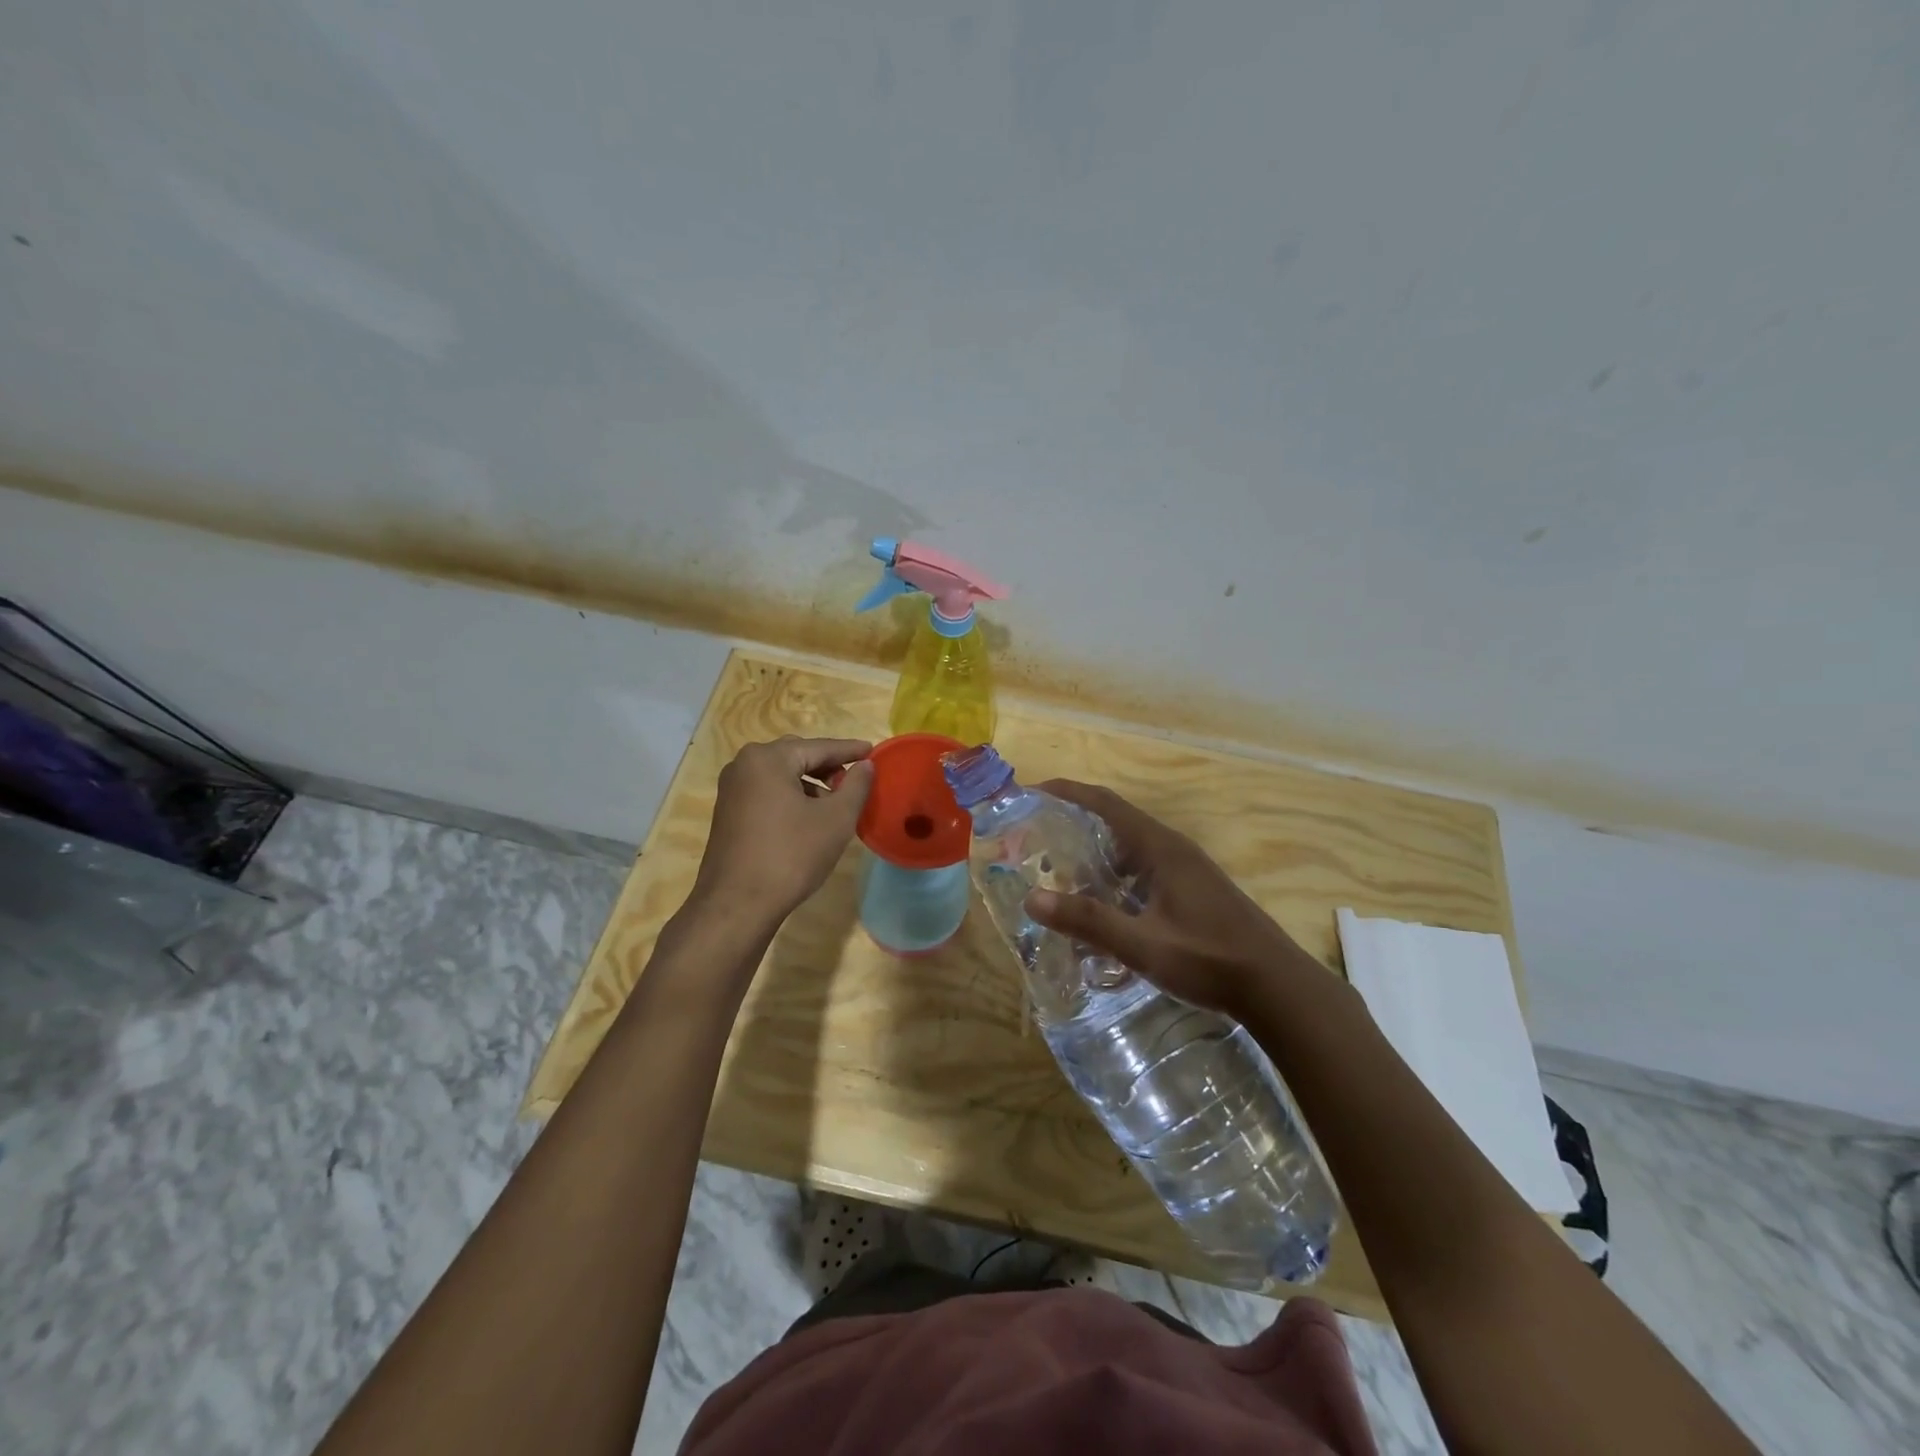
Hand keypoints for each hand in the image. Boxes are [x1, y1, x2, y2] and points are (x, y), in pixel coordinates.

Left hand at [691, 737, 872, 925]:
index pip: (819, 747)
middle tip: (855, 779)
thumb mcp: (836, 820)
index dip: (849, 750)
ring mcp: (731, 789)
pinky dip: (790, 796)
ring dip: (809, 783)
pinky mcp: (727, 812)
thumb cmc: (791, 855)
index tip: (872, 751)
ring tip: (835, 803)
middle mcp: (744, 765)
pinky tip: (808, 818)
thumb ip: (856, 786)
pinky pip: (766, 792)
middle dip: (827, 766)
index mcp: (768, 758)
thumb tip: (865, 765)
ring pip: (780, 775)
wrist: (737, 904)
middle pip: (796, 756)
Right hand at [1023, 780, 1311, 1019]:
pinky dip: (1114, 873)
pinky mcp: (1193, 889)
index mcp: (1159, 847)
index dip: (1066, 792)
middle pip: (1114, 819)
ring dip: (1094, 850)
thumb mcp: (1142, 944)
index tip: (1030, 792)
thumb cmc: (1209, 959)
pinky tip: (1102, 904)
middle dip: (1073, 822)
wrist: (1277, 986)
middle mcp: (1172, 848)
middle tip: (1034, 838)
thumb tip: (1032, 898)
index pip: (1104, 802)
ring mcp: (1186, 869)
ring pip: (1130, 846)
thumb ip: (1088, 921)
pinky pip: (1143, 867)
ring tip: (1059, 869)